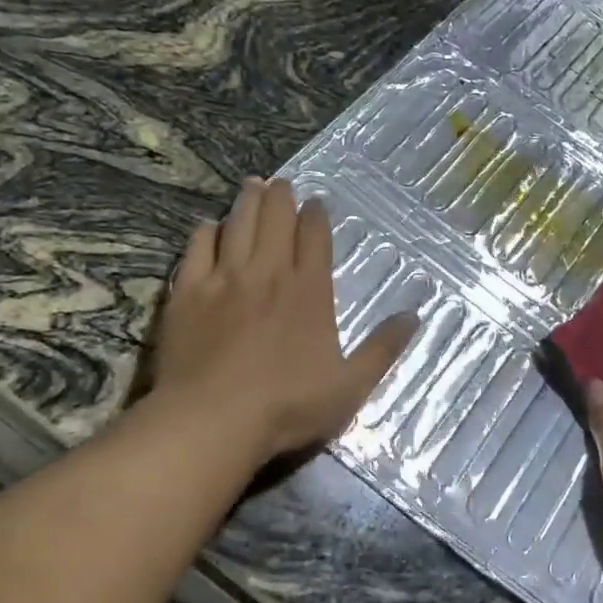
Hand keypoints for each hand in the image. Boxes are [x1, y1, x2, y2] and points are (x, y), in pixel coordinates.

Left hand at [156, 177, 418, 461]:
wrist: (212, 419)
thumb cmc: (287, 406)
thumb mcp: (350, 386)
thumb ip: (383, 348)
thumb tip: (414, 315)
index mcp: (309, 290)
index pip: (314, 236)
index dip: (316, 215)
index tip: (316, 202)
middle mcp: (268, 272)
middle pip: (275, 219)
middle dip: (281, 197)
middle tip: (281, 183)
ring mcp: (224, 279)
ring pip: (238, 224)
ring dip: (247, 201)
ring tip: (252, 185)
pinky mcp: (188, 292)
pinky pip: (198, 248)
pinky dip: (207, 231)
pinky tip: (210, 226)